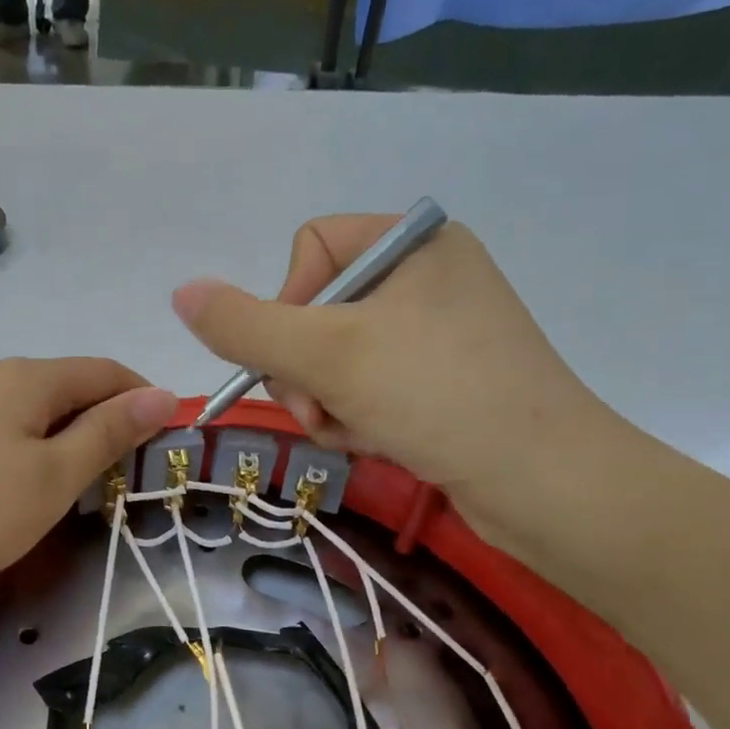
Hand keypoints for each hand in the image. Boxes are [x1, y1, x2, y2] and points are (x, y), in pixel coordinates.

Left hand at [0, 358, 174, 613]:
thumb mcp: (50, 478)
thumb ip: (107, 434)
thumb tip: (161, 393)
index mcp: (24, 377)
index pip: (103, 371)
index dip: (142, 398)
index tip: (163, 440)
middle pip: (61, 388)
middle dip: (98, 424)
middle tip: (113, 482)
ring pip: (22, 412)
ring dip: (55, 441)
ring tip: (59, 493)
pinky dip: (14, 452)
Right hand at [172, 216, 611, 541]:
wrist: (548, 485)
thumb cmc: (438, 396)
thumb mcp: (326, 355)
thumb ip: (244, 324)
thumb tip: (181, 291)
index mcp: (413, 243)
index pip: (310, 248)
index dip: (287, 304)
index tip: (301, 355)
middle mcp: (427, 277)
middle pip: (317, 310)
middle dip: (305, 369)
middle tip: (320, 408)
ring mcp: (439, 332)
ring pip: (336, 358)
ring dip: (326, 401)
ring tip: (351, 431)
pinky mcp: (445, 382)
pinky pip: (369, 387)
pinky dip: (357, 417)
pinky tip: (377, 442)